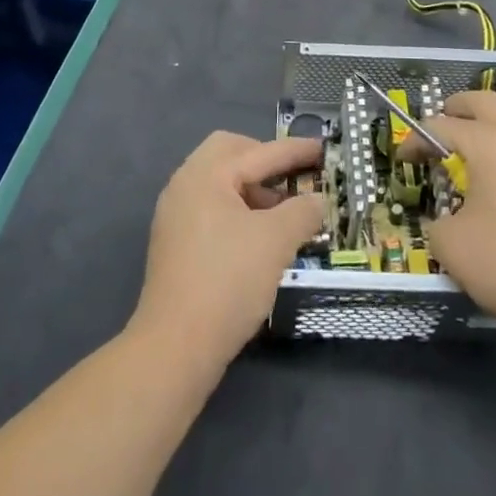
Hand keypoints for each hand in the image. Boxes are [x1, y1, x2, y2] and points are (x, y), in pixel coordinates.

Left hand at [131, 131, 324, 374]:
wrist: (175, 347)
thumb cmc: (228, 281)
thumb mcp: (276, 241)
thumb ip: (302, 212)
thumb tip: (317, 200)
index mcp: (206, 174)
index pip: (259, 153)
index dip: (295, 150)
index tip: (322, 148)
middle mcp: (184, 185)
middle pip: (229, 153)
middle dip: (263, 160)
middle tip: (291, 177)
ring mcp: (174, 215)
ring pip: (219, 183)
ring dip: (251, 188)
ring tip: (280, 213)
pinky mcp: (173, 244)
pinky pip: (210, 207)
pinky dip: (236, 210)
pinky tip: (257, 237)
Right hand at [402, 92, 495, 354]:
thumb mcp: (455, 251)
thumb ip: (435, 225)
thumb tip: (441, 220)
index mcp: (488, 141)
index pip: (440, 126)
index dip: (415, 140)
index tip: (404, 159)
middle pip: (481, 101)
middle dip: (455, 109)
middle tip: (440, 129)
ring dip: (490, 127)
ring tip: (477, 156)